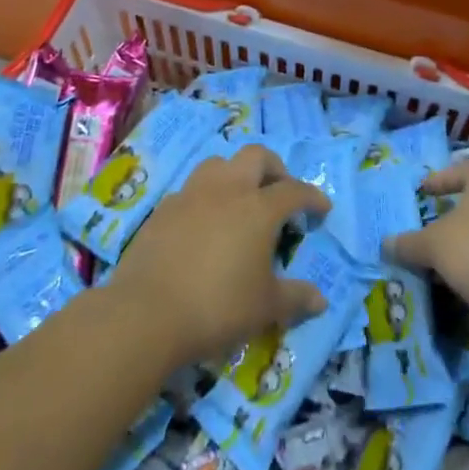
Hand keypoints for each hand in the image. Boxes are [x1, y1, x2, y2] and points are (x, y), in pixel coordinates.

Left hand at [111, 145, 331, 365]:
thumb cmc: (217, 306)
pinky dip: (205, 198)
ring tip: (240, 200)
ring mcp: (191, 195)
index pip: (294, 190)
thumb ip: (295, 298)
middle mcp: (227, 190)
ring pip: (218, 163)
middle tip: (280, 191)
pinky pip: (190, 190)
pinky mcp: (163, 209)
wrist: (147, 313)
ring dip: (235, 174)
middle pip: (255, 156)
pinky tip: (204, 224)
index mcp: (258, 208)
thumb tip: (320, 300)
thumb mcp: (265, 308)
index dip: (312, 197)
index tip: (321, 209)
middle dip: (274, 167)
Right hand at [385, 159, 468, 320]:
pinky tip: (464, 284)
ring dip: (466, 245)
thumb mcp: (434, 246)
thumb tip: (386, 244)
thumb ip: (409, 244)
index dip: (442, 178)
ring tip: (441, 262)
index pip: (464, 168)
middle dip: (453, 216)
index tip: (424, 192)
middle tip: (429, 229)